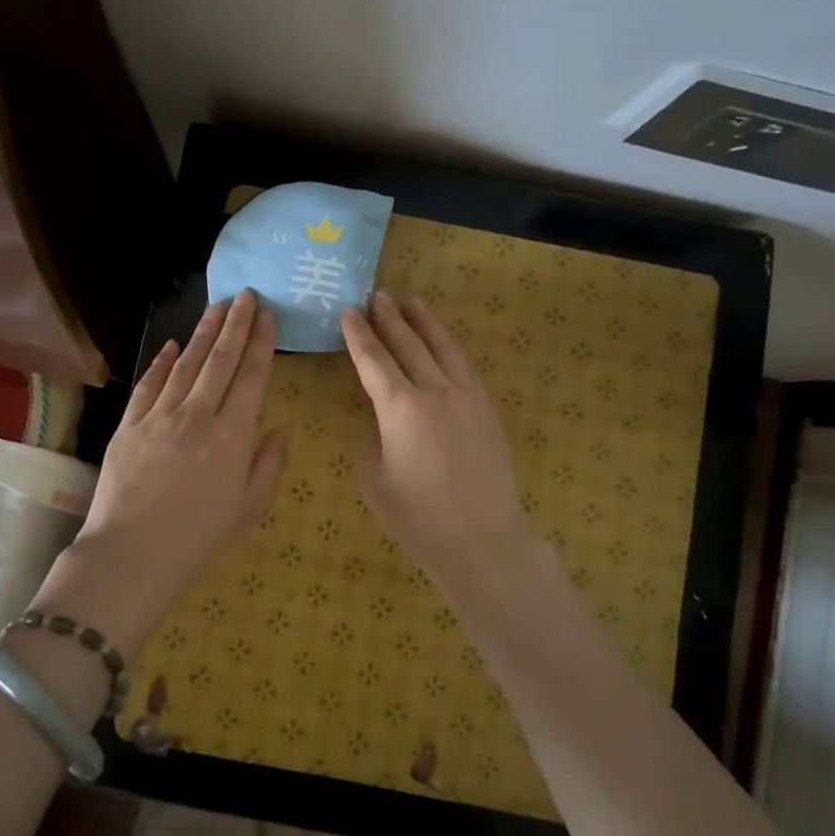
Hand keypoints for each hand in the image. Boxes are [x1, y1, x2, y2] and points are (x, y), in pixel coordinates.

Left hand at [36, 290, 286, 653]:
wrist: (130, 555)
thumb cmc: (197, 538)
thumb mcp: (248, 508)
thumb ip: (268, 465)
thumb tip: (278, 429)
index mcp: (232, 435)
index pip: (251, 376)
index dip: (261, 343)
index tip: (268, 315)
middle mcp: (197, 415)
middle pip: (220, 359)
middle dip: (235, 324)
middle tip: (246, 295)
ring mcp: (159, 416)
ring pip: (186, 363)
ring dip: (203, 332)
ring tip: (217, 307)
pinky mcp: (129, 424)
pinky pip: (149, 384)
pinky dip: (162, 361)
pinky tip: (171, 344)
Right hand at [341, 292, 543, 586]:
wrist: (482, 539)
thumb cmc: (418, 517)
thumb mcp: (375, 478)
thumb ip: (373, 436)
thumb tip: (381, 418)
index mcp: (400, 408)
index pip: (374, 360)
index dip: (358, 335)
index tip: (348, 312)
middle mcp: (434, 391)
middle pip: (408, 344)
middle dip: (389, 318)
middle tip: (376, 296)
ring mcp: (466, 396)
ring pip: (442, 347)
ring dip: (424, 322)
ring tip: (411, 302)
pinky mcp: (486, 408)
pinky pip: (464, 365)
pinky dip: (448, 346)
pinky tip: (442, 343)